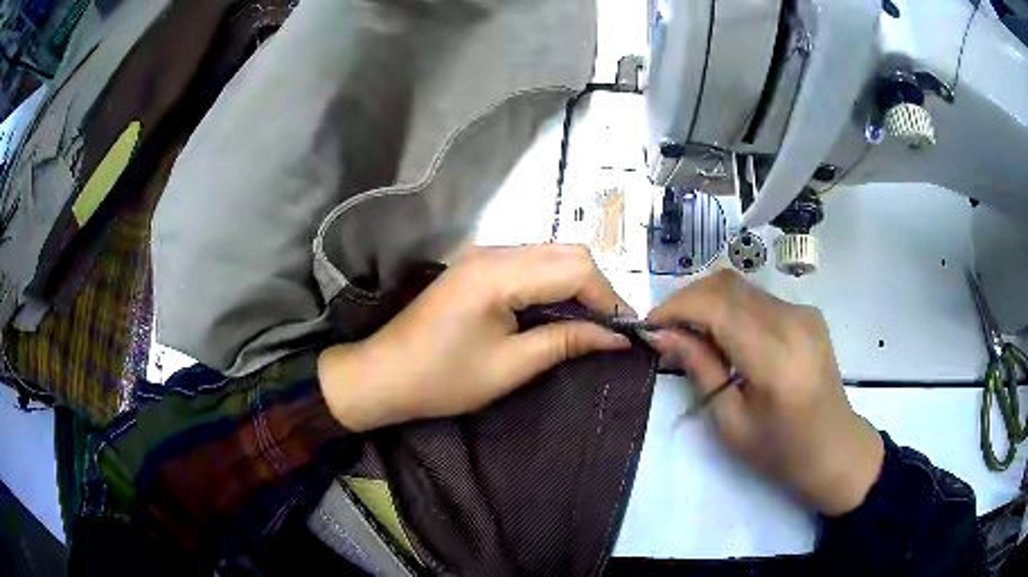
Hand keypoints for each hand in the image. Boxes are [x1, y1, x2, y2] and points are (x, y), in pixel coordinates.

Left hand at [318, 245, 633, 432]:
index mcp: (499, 273)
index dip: (608, 298)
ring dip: (576, 286)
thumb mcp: (510, 367)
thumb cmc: (442, 379)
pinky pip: (530, 265)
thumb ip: (565, 341)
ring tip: (590, 325)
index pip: (576, 268)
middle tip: (609, 330)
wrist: (384, 375)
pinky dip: (553, 285)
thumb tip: (617, 337)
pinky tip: (557, 313)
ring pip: (551, 255)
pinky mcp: (477, 267)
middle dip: (596, 289)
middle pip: (567, 253)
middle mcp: (493, 252)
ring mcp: (483, 255)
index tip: (625, 333)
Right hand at [645, 270, 883, 515]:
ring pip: (741, 287)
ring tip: (688, 333)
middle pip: (727, 285)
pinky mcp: (807, 313)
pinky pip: (758, 298)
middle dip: (687, 299)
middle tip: (664, 330)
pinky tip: (722, 335)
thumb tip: (661, 335)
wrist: (834, 449)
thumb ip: (700, 369)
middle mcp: (793, 321)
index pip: (717, 307)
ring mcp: (804, 312)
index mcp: (775, 357)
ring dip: (707, 302)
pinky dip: (731, 308)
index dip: (676, 308)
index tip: (648, 325)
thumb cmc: (780, 450)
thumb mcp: (731, 422)